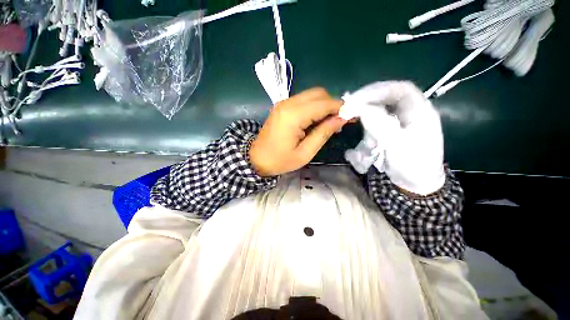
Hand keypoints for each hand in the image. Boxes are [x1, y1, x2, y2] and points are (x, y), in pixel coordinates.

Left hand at [250, 88, 346, 175]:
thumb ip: (323, 133)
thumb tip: (342, 119)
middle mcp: (288, 103)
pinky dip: (315, 107)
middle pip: (319, 93)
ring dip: (324, 106)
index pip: (324, 104)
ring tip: (329, 123)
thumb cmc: (280, 160)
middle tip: (339, 122)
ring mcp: (284, 103)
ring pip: (312, 95)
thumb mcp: (305, 153)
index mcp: (293, 115)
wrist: (256, 158)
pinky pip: (304, 100)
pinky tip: (317, 121)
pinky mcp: (283, 106)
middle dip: (333, 105)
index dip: (341, 108)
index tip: (352, 116)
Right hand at [341, 81, 444, 194]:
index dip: (378, 90)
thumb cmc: (413, 165)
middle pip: (388, 98)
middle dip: (368, 101)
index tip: (357, 98)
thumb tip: (361, 107)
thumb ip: (380, 124)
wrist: (416, 185)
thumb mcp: (397, 145)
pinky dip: (365, 131)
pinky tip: (360, 144)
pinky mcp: (390, 133)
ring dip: (365, 117)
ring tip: (353, 123)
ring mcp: (399, 123)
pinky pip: (375, 125)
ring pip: (379, 111)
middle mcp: (410, 113)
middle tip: (349, 107)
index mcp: (420, 111)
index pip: (401, 89)